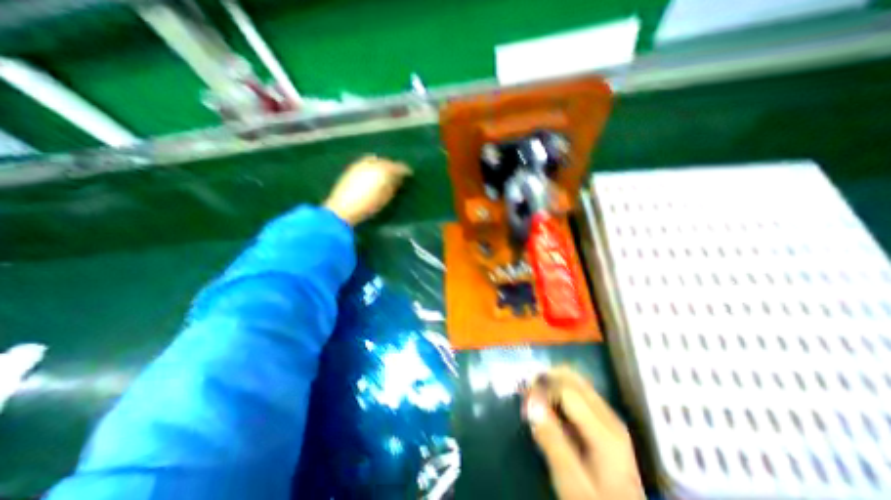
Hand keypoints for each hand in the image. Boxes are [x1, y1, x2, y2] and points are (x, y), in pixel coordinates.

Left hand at [326, 157, 411, 223]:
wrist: (343, 208)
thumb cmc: (368, 205)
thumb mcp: (386, 197)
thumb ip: (394, 185)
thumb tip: (398, 179)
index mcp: (384, 170)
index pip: (399, 167)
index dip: (405, 171)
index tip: (410, 175)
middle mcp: (372, 163)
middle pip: (387, 161)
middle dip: (393, 167)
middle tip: (398, 175)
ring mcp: (361, 164)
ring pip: (376, 161)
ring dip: (382, 166)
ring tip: (386, 174)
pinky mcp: (352, 168)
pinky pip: (367, 163)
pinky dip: (373, 167)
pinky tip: (373, 174)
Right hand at [524, 367, 643, 499]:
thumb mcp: (570, 480)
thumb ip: (551, 440)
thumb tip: (531, 402)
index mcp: (604, 431)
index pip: (566, 389)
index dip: (542, 389)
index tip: (524, 401)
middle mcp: (609, 416)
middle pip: (573, 378)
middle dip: (546, 379)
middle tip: (526, 391)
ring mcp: (608, 416)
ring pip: (575, 381)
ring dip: (551, 382)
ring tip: (534, 396)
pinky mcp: (604, 420)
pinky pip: (578, 392)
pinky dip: (559, 390)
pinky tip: (548, 404)